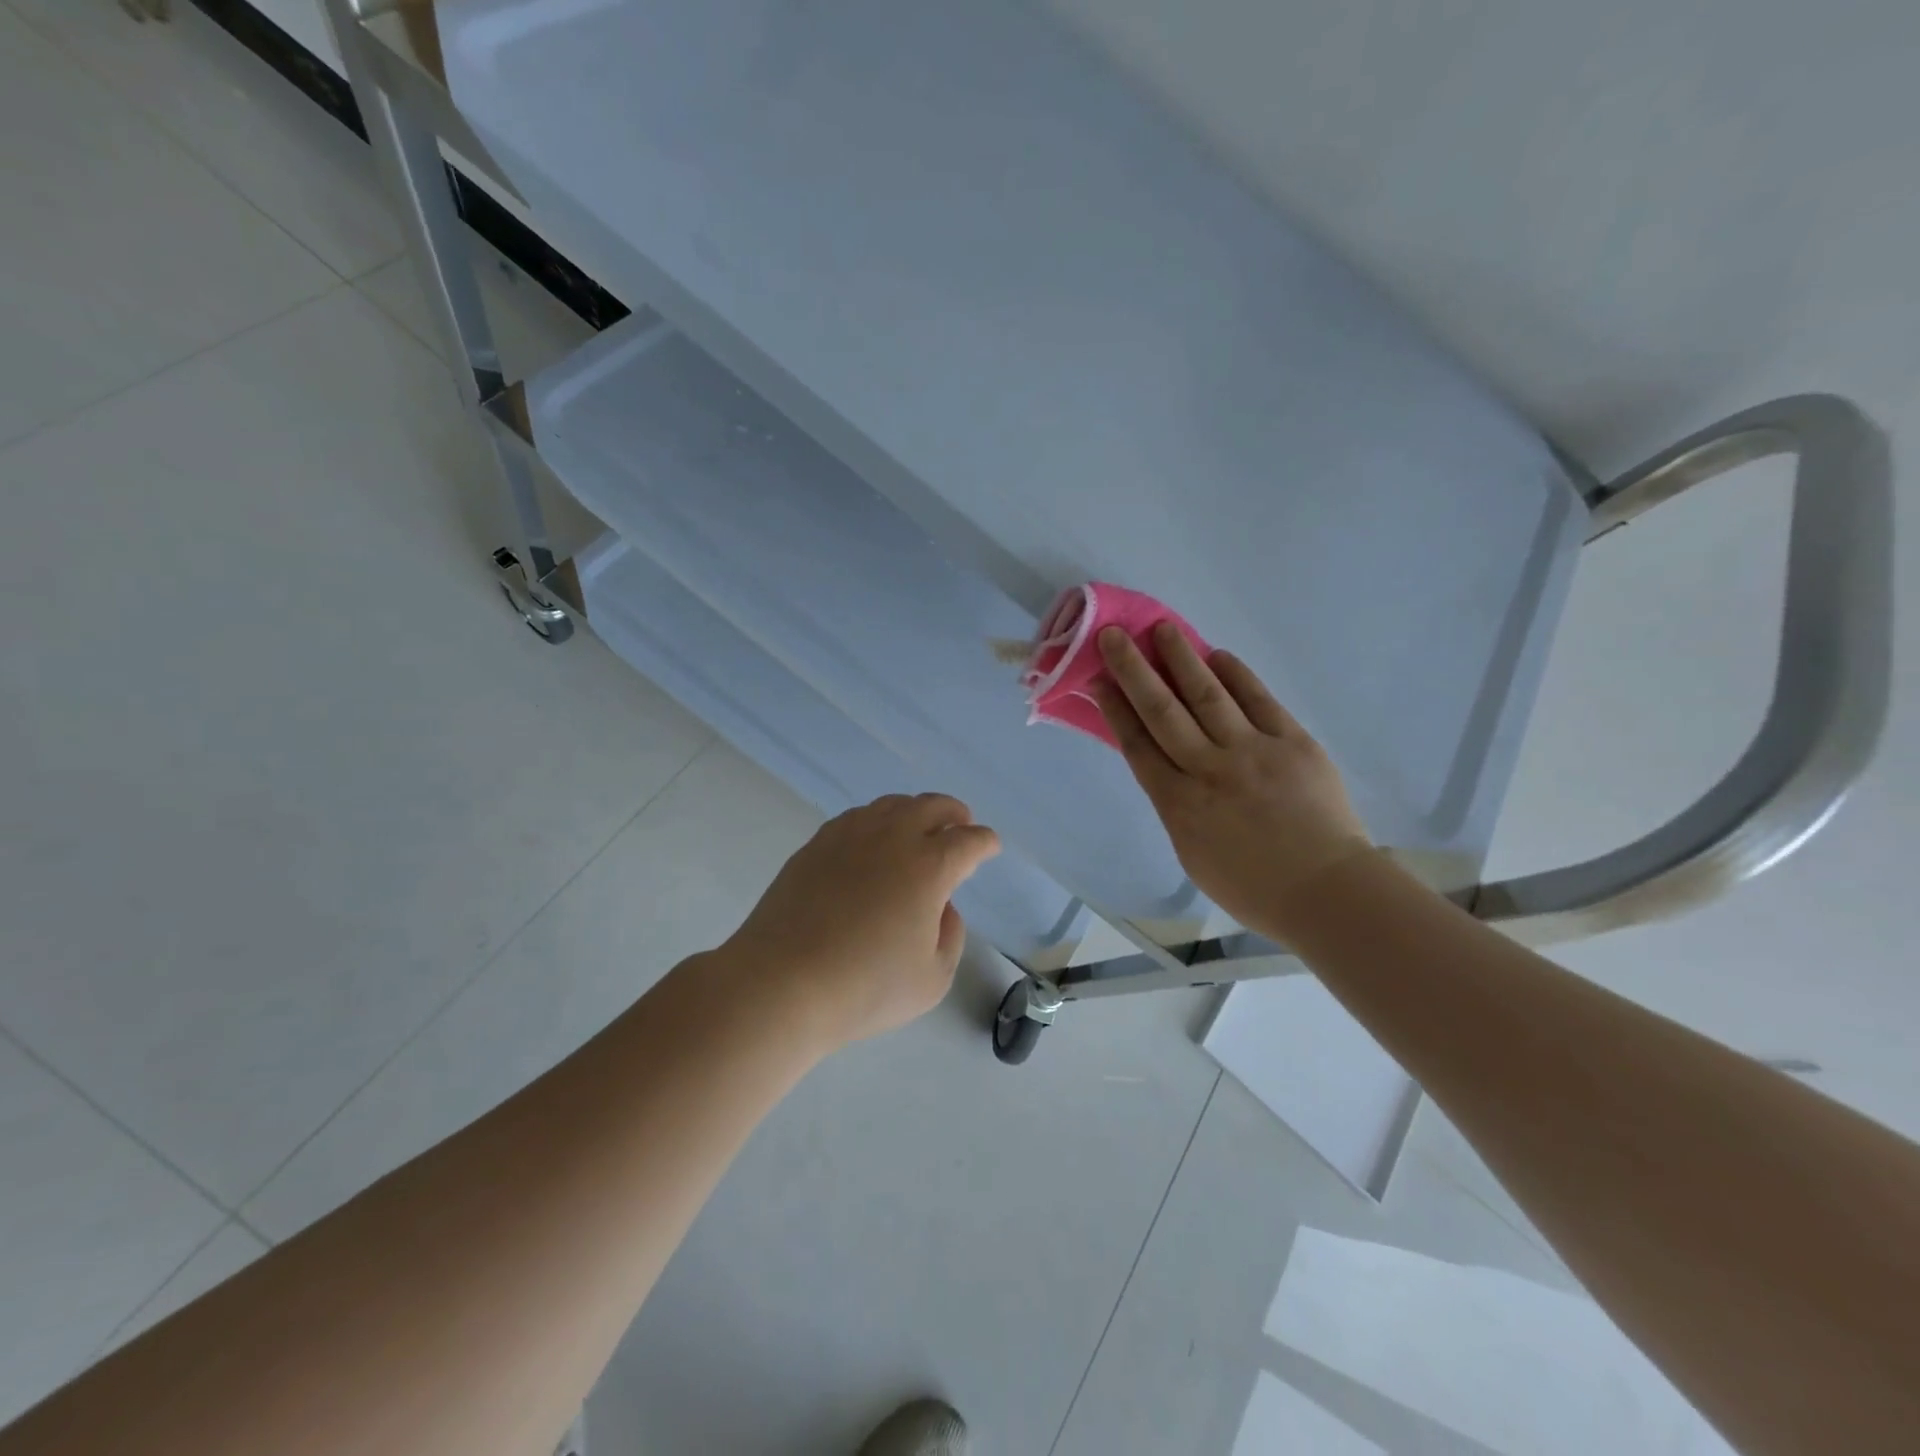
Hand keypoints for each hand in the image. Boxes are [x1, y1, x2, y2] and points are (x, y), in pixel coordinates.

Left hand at [719, 794, 1000, 1048]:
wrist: (782, 983)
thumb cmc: (865, 988)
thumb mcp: (932, 979)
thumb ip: (950, 936)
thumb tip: (942, 907)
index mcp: (929, 867)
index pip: (968, 841)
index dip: (984, 842)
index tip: (989, 845)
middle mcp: (893, 838)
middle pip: (932, 806)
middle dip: (954, 812)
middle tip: (961, 822)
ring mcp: (850, 836)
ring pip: (891, 805)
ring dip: (914, 810)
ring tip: (918, 826)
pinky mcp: (817, 844)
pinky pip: (857, 817)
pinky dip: (877, 820)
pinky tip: (873, 839)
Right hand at [1095, 623, 1370, 941]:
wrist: (1327, 893)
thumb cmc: (1252, 888)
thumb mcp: (1192, 855)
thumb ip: (1176, 807)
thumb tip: (1168, 766)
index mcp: (1179, 805)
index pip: (1138, 745)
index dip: (1115, 709)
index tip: (1099, 680)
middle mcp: (1209, 770)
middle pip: (1163, 711)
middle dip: (1135, 671)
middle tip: (1115, 636)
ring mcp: (1254, 752)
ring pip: (1208, 696)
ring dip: (1182, 659)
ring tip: (1163, 629)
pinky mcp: (1294, 743)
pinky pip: (1259, 700)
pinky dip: (1237, 675)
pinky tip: (1219, 656)